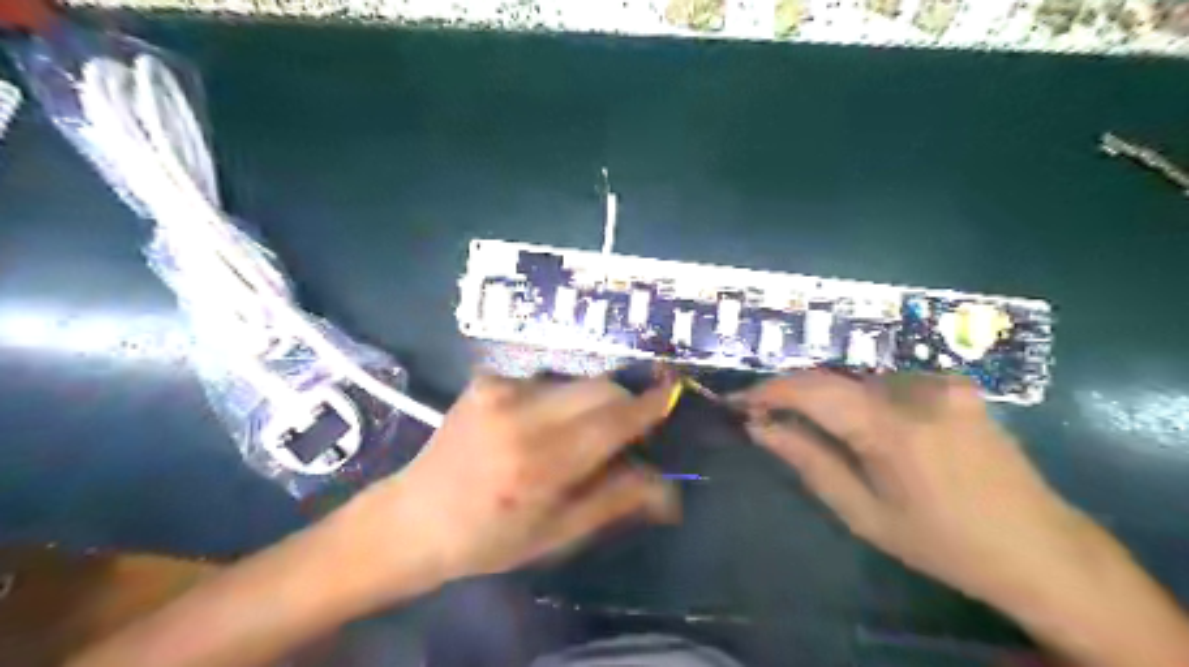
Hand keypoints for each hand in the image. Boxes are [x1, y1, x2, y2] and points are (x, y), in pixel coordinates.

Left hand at [346, 374, 678, 589]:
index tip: (672, 393)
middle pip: (599, 388)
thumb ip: (615, 501)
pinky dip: (555, 399)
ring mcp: (498, 389)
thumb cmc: (490, 538)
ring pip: (574, 382)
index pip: (613, 421)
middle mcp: (520, 415)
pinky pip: (543, 380)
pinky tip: (534, 425)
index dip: (648, 405)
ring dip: (588, 402)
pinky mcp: (485, 378)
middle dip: (624, 400)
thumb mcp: (557, 534)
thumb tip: (669, 488)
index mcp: (540, 464)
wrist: (414, 518)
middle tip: (628, 425)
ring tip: (574, 434)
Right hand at [741, 370, 1095, 609]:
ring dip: (825, 395)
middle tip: (763, 414)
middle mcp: (917, 390)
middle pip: (832, 377)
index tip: (737, 402)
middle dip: (792, 392)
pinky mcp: (954, 384)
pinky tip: (858, 424)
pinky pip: (887, 382)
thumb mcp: (864, 514)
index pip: (812, 390)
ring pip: (857, 377)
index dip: (768, 391)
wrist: (1043, 548)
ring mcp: (940, 382)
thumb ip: (809, 461)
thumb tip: (760, 428)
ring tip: (803, 421)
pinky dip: (858, 396)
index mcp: (894, 428)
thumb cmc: (944, 544)